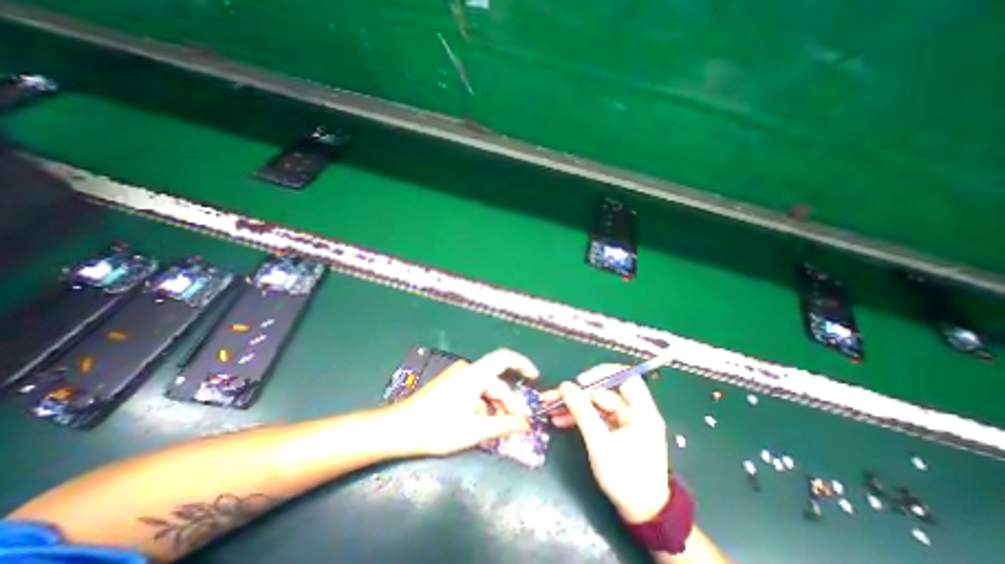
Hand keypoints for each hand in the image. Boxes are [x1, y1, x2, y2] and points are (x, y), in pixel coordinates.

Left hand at [385, 348, 542, 458]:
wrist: (399, 429)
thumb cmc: (437, 428)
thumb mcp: (474, 430)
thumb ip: (503, 425)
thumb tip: (526, 424)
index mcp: (474, 374)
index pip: (504, 358)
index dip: (522, 364)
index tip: (535, 378)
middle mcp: (467, 370)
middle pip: (496, 381)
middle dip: (510, 401)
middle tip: (520, 423)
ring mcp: (457, 377)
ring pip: (485, 389)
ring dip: (496, 406)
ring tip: (502, 427)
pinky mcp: (451, 385)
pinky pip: (474, 392)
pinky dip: (483, 405)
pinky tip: (484, 423)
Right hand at [543, 366, 665, 523]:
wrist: (642, 516)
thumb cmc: (627, 480)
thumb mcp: (601, 445)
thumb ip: (583, 413)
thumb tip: (565, 386)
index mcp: (641, 412)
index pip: (625, 377)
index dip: (603, 373)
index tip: (581, 381)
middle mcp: (634, 411)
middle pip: (603, 391)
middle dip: (578, 393)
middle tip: (554, 396)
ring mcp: (624, 421)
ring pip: (595, 403)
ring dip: (574, 405)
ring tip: (550, 408)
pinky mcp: (615, 430)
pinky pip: (595, 416)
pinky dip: (579, 417)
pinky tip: (560, 419)